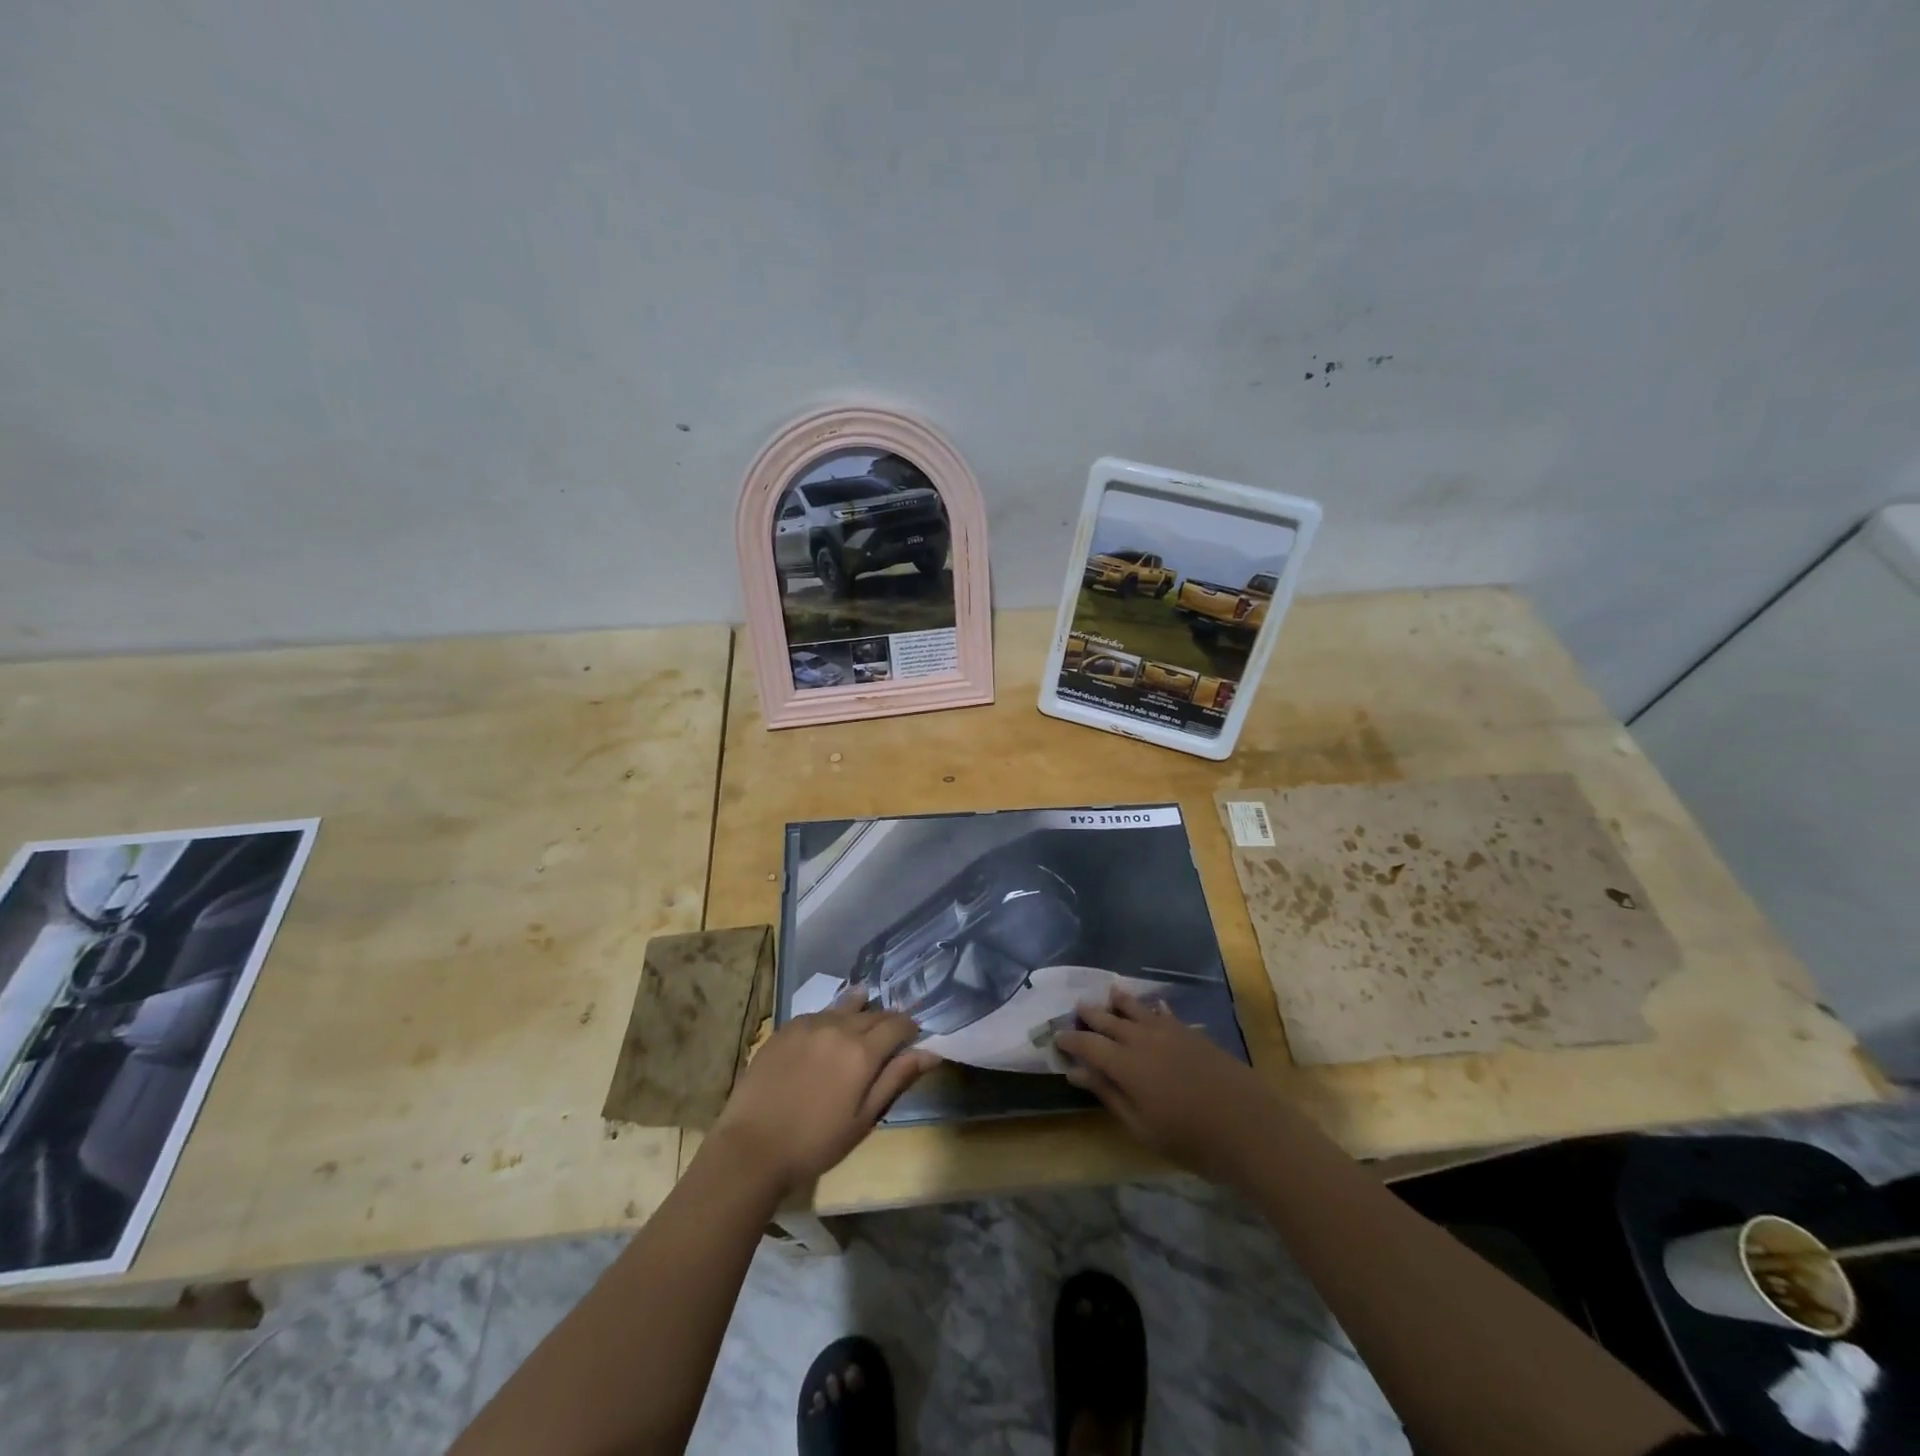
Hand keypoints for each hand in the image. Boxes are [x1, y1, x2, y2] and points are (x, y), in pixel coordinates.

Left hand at [709, 991, 939, 1196]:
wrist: (752, 1146)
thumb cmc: (815, 1142)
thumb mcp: (863, 1119)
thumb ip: (895, 1079)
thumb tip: (930, 1053)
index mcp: (862, 1052)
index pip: (897, 1025)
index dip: (910, 1028)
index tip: (913, 1036)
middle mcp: (838, 1027)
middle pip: (872, 1013)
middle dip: (886, 1021)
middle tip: (890, 1034)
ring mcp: (809, 1024)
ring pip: (844, 1007)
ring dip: (859, 1011)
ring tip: (863, 1014)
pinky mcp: (785, 1027)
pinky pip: (817, 1013)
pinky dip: (831, 1017)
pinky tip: (828, 1027)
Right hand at [1055, 989, 1276, 1183]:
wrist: (1250, 1127)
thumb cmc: (1191, 1139)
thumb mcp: (1142, 1126)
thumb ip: (1109, 1095)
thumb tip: (1077, 1073)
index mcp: (1126, 1064)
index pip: (1089, 1044)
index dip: (1071, 1040)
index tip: (1057, 1037)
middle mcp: (1143, 1040)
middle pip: (1110, 1020)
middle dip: (1092, 1015)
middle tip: (1077, 1008)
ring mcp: (1171, 1033)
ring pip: (1138, 1010)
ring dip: (1121, 1002)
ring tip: (1110, 992)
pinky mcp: (1193, 1034)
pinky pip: (1166, 1013)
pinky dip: (1154, 1008)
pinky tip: (1154, 1006)